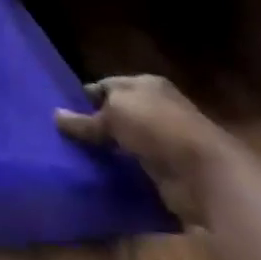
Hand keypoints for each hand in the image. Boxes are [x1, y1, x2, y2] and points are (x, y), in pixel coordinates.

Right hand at [55, 74, 231, 221]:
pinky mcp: (165, 168)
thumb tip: (55, 116)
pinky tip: (97, 174)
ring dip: (105, 149)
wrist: (205, 174)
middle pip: (115, 113)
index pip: (106, 85)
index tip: (61, 111)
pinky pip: (133, 165)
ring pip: (123, 140)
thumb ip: (85, 119)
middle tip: (62, 137)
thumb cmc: (158, 128)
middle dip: (93, 124)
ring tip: (73, 156)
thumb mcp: (114, 114)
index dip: (84, 97)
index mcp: (146, 85)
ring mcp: (162, 139)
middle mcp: (155, 108)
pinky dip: (118, 170)